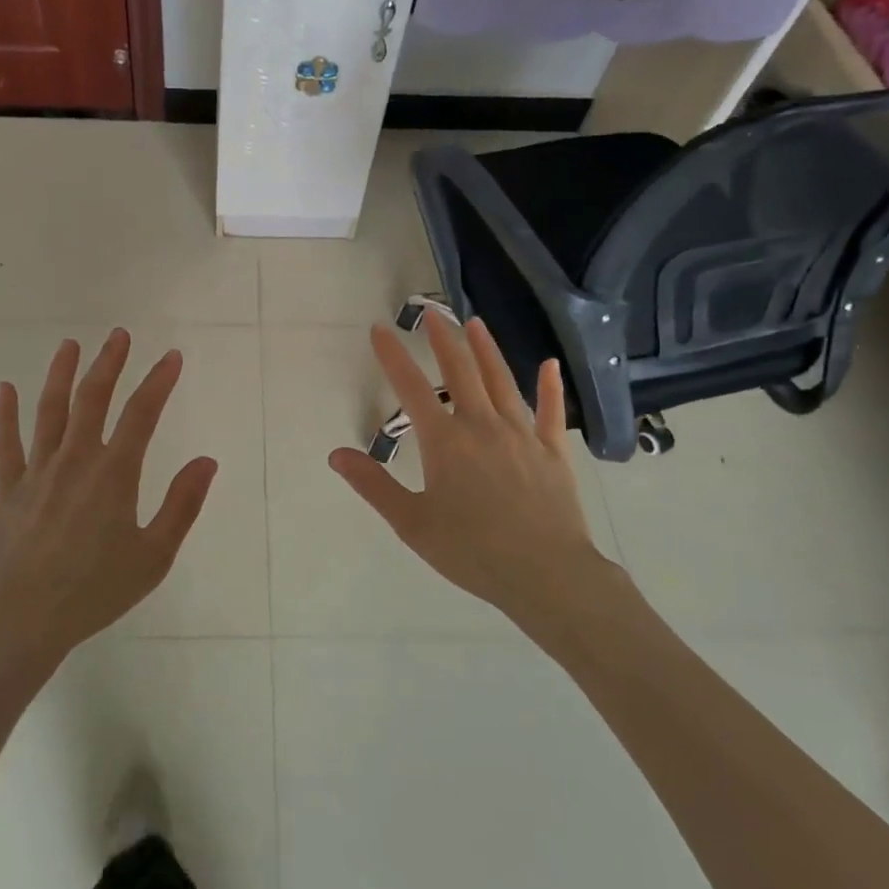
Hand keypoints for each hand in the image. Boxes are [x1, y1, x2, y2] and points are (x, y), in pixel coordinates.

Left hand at [0, 330, 217, 676]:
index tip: (172, 357)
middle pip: (93, 399)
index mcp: (113, 474)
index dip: (159, 381)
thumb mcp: (153, 556)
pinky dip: (4, 414)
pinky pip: (5, 443)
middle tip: (119, 335)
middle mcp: (75, 460)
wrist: (20, 621)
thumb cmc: (94, 592)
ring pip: (50, 411)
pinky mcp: (6, 489)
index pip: (142, 414)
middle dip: (109, 364)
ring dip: (61, 374)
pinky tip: (4, 389)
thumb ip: (182, 505)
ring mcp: (36, 471)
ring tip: (70, 344)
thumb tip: (207, 460)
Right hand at [329, 316, 619, 629]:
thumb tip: (336, 454)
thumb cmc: (472, 551)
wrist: (547, 574)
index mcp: (445, 441)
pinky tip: (550, 365)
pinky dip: (550, 387)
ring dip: (486, 350)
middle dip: (442, 340)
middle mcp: (482, 426)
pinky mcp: (553, 452)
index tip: (379, 329)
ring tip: (474, 323)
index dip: (392, 356)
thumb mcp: (412, 523)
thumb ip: (374, 485)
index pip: (411, 388)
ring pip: (501, 381)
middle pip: (460, 372)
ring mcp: (521, 435)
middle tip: (431, 313)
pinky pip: (551, 412)